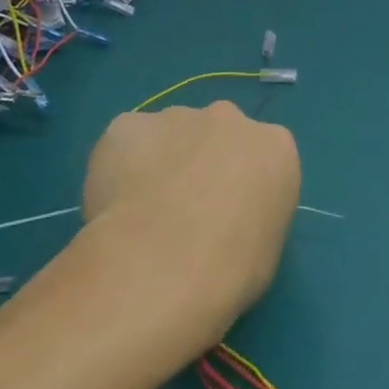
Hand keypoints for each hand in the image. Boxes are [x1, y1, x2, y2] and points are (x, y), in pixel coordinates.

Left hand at [73, 101, 299, 355]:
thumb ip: (251, 213)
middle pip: (216, 135)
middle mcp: (229, 118)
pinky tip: (114, 205)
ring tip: (141, 215)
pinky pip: (125, 143)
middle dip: (202, 163)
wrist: (159, 269)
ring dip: (160, 163)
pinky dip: (119, 166)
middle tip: (182, 212)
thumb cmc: (230, 271)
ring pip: (168, 136)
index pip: (262, 157)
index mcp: (274, 146)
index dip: (241, 186)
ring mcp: (175, 117)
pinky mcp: (126, 125)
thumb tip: (224, 218)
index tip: (226, 216)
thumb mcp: (266, 247)